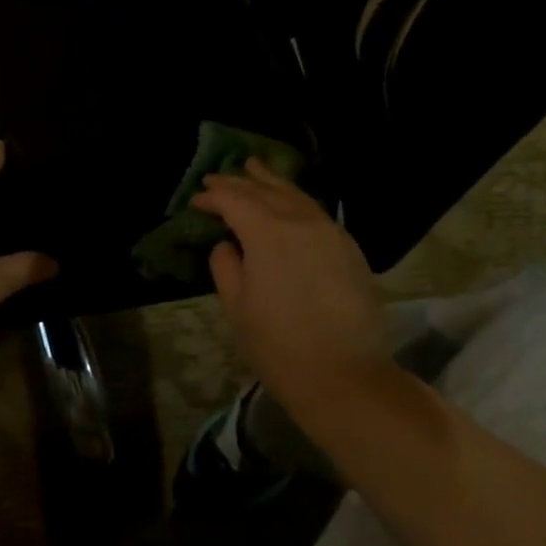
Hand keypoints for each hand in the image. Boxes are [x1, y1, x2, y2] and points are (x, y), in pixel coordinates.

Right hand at [190, 159, 393, 406]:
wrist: (345, 376)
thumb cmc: (279, 346)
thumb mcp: (237, 308)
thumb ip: (226, 266)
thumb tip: (227, 245)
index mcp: (268, 233)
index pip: (234, 200)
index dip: (213, 196)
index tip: (196, 200)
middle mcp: (301, 222)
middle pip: (265, 191)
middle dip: (239, 182)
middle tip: (217, 176)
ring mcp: (330, 232)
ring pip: (296, 195)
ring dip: (271, 182)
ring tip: (255, 168)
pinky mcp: (349, 248)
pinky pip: (316, 212)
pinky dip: (296, 200)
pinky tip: (290, 202)